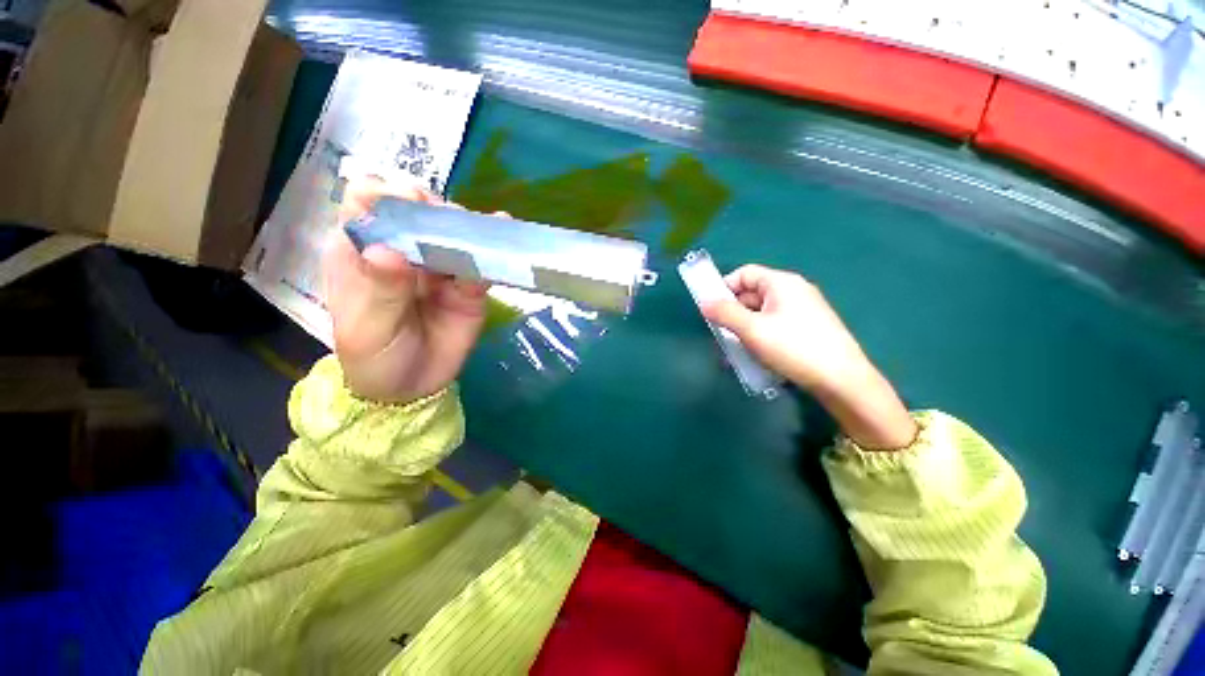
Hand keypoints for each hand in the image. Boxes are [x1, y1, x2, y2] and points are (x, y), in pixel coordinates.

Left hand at [323, 178, 488, 403]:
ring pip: (454, 233)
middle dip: (435, 210)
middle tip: (451, 223)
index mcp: (363, 251)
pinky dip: (491, 256)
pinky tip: (502, 243)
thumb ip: (380, 291)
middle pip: (419, 212)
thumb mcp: (367, 330)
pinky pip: (480, 266)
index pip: (367, 204)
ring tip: (482, 233)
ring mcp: (439, 267)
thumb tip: (389, 251)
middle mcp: (404, 249)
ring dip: (468, 229)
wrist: (412, 389)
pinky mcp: (468, 286)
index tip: (409, 200)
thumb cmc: (374, 357)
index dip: (386, 194)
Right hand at [702, 265, 917, 449]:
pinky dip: (761, 333)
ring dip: (745, 325)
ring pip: (763, 311)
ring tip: (737, 346)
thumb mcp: (752, 330)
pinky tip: (757, 351)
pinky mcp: (809, 327)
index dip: (724, 287)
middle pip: (753, 292)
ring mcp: (804, 309)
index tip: (711, 309)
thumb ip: (725, 313)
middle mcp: (794, 290)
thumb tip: (704, 302)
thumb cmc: (793, 348)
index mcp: (781, 283)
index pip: (744, 273)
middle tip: (721, 332)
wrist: (842, 380)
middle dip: (733, 310)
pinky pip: (776, 323)